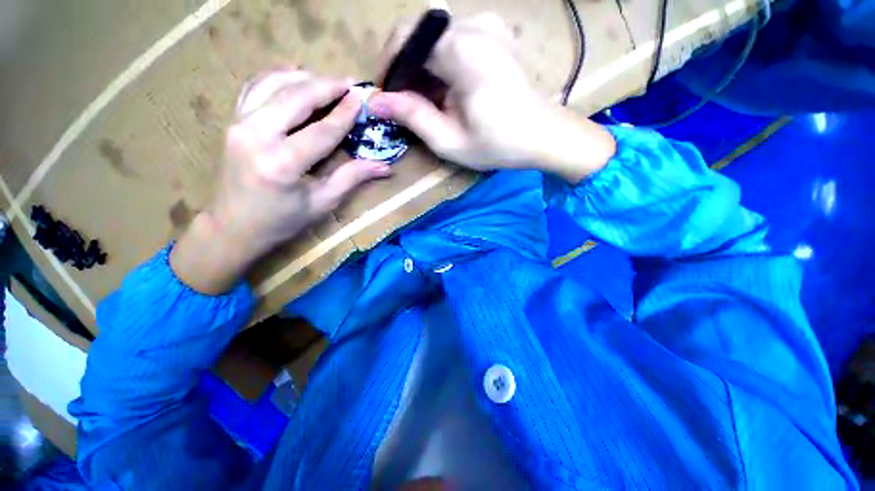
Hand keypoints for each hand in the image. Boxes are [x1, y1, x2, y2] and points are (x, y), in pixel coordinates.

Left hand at [171, 70, 390, 293]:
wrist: (235, 226)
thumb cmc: (283, 220)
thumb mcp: (323, 203)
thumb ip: (352, 178)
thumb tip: (384, 167)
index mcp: (282, 163)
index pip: (321, 130)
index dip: (345, 114)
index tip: (362, 99)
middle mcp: (256, 137)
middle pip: (296, 98)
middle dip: (326, 86)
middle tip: (350, 83)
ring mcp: (239, 125)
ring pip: (273, 85)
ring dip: (303, 78)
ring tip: (327, 80)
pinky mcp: (232, 122)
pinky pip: (254, 89)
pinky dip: (276, 78)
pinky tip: (294, 78)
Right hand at [368, 12, 615, 182]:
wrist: (542, 135)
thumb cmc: (498, 144)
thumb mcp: (450, 141)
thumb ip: (412, 117)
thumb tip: (377, 102)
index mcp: (463, 51)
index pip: (406, 38)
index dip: (389, 65)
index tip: (385, 95)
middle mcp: (474, 25)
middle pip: (419, 34)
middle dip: (405, 69)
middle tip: (404, 104)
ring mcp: (487, 24)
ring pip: (434, 37)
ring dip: (422, 68)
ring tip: (426, 103)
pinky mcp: (493, 32)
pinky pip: (452, 39)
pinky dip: (440, 63)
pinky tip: (446, 90)